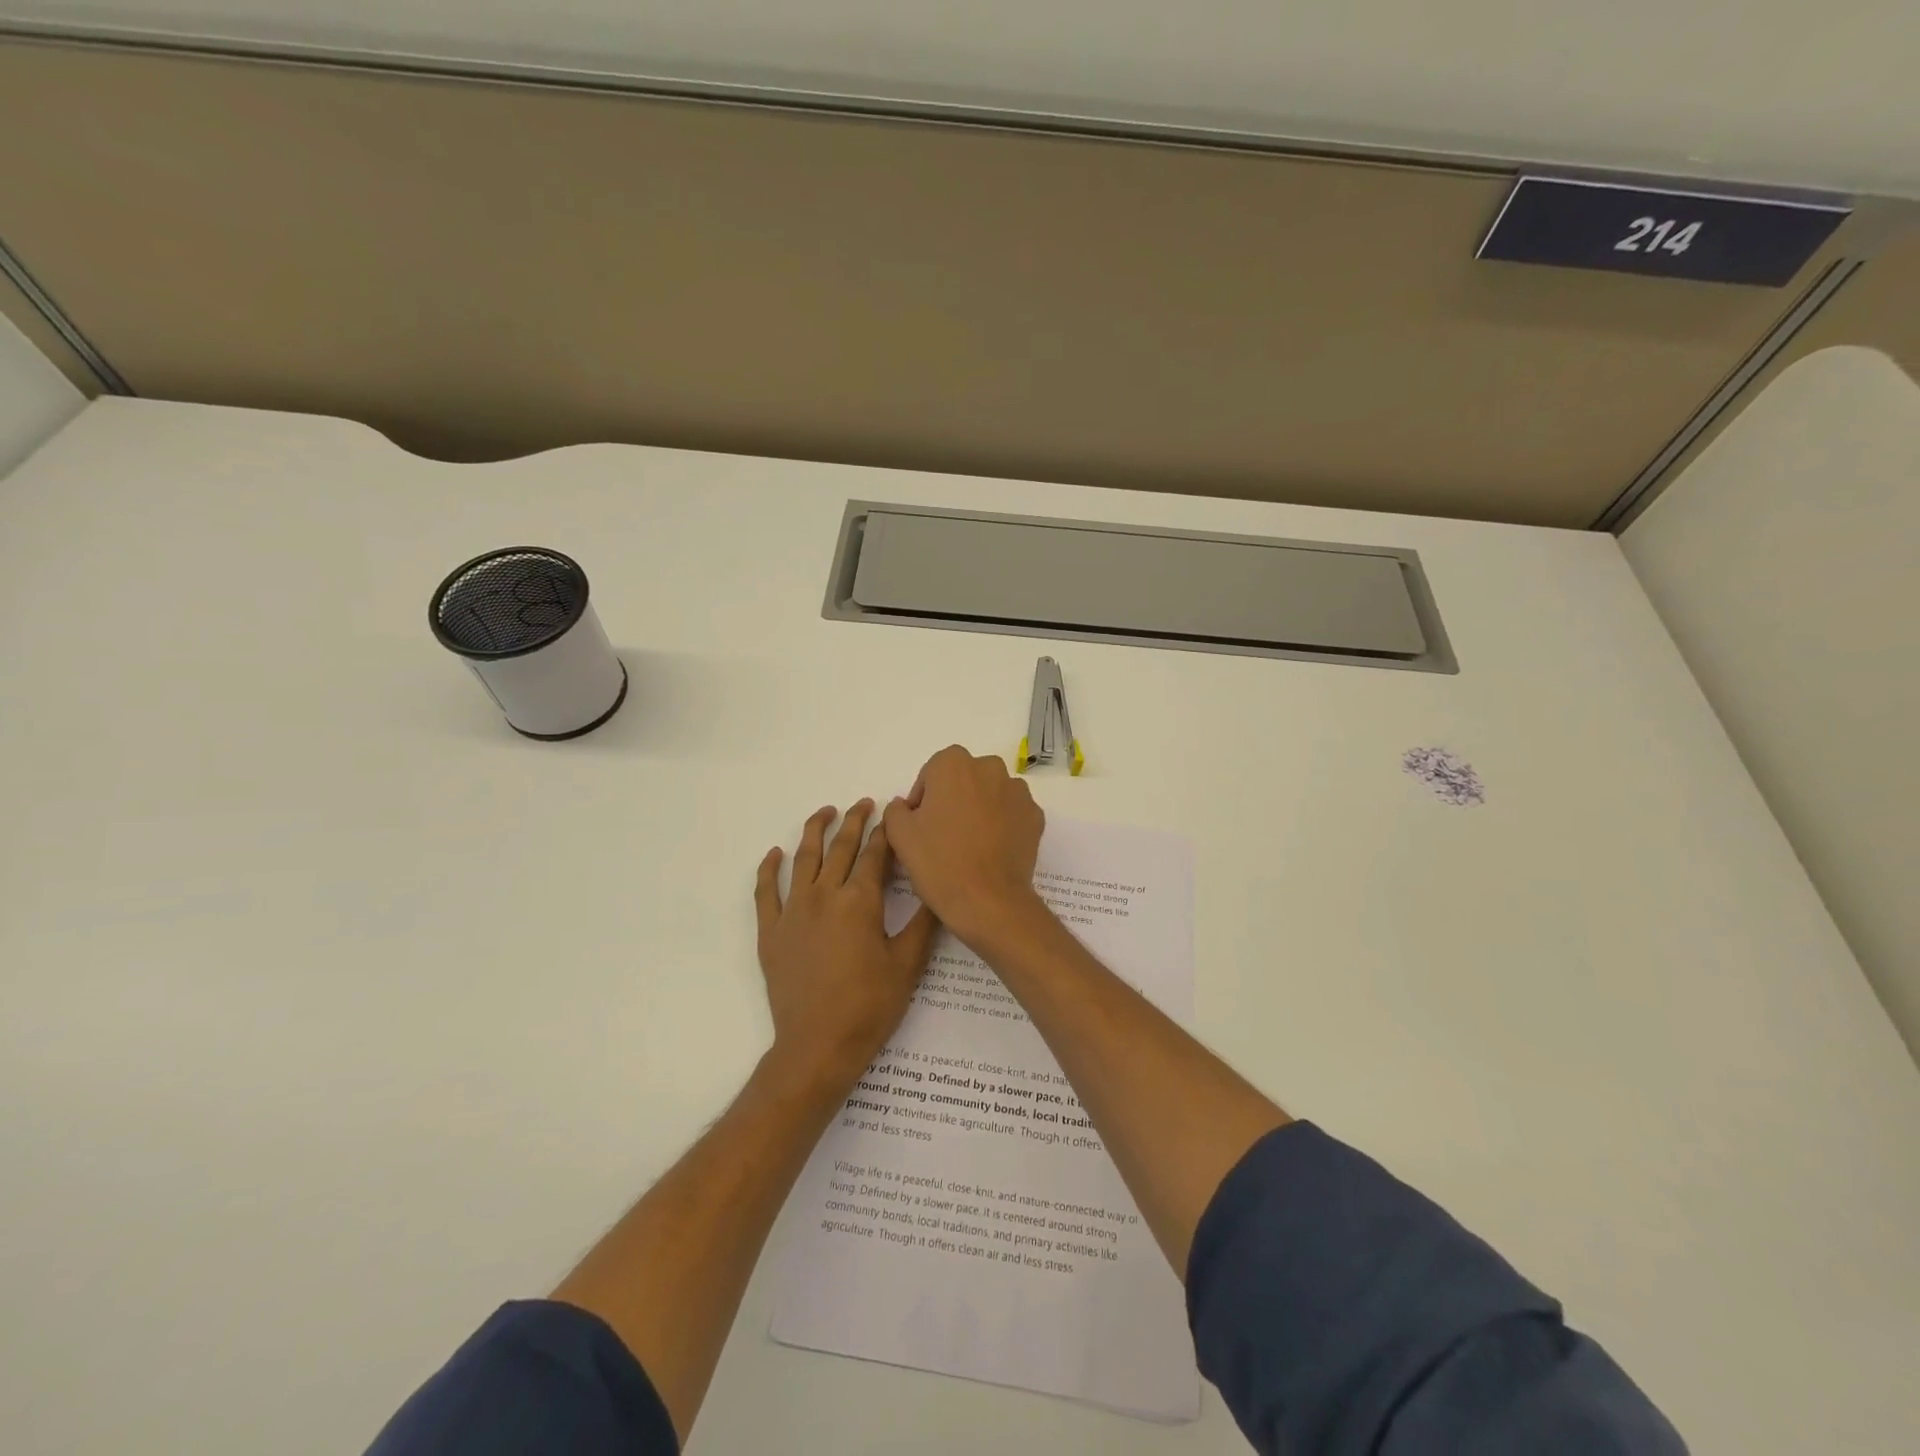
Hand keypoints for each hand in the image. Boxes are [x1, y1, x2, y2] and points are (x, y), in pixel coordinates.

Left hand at [754, 800, 938, 1086]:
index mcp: (859, 901)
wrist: (818, 1046)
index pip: (874, 855)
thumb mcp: (907, 964)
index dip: (885, 832)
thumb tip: (937, 889)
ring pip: (803, 859)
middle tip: (864, 804)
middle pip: (839, 847)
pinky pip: (765, 892)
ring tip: (825, 812)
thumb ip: (922, 922)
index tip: (892, 812)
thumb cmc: (869, 1006)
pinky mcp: (770, 932)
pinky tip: (775, 854)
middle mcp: (823, 896)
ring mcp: (792, 912)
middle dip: (854, 821)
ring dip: (814, 831)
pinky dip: (769, 869)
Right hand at [882, 746, 1047, 945]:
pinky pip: (1011, 813)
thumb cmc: (939, 862)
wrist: (988, 901)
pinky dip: (1002, 824)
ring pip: (990, 793)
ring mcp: (1017, 791)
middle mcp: (989, 767)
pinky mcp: (1035, 815)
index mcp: (953, 763)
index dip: (923, 800)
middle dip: (953, 799)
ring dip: (979, 809)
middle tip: (943, 834)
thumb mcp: (899, 834)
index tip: (920, 827)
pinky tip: (991, 850)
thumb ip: (896, 810)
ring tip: (970, 843)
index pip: (931, 774)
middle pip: (963, 779)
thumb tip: (906, 805)